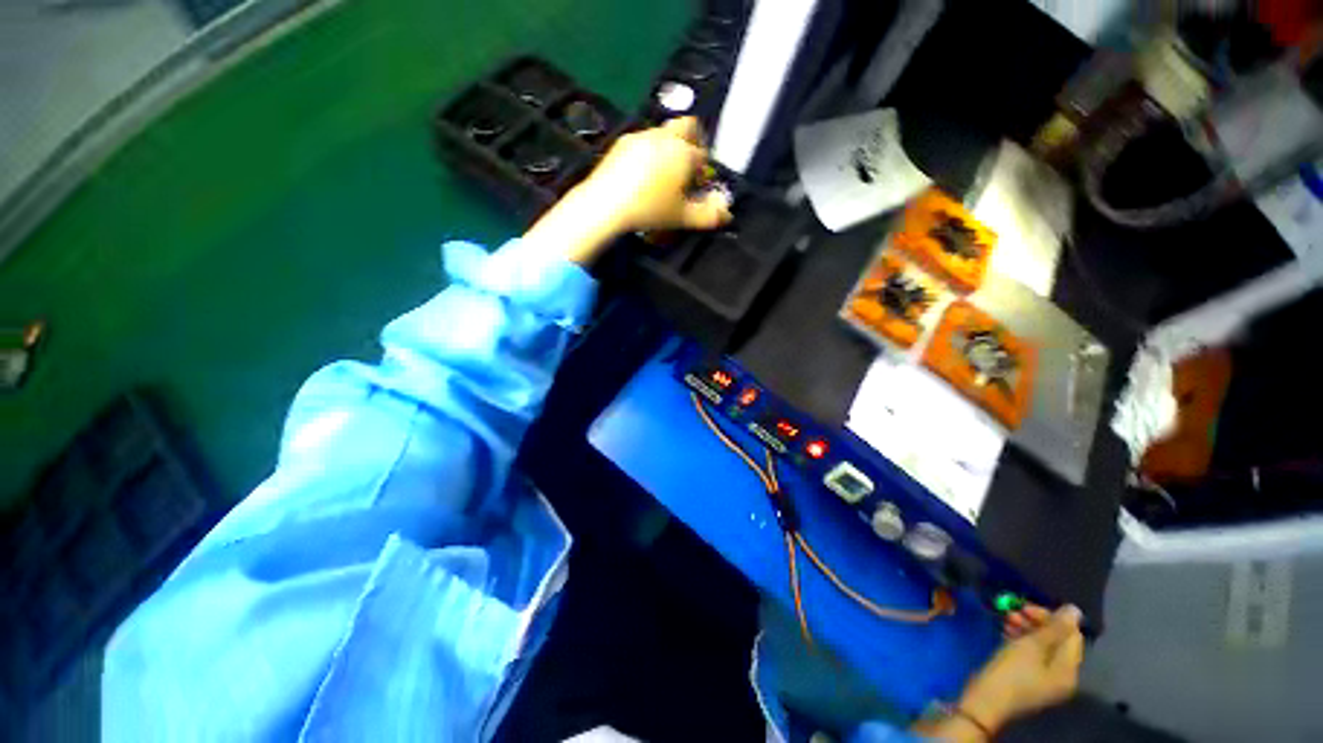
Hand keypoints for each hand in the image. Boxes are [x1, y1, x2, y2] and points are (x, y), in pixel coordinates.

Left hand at [576, 117, 732, 233]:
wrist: (604, 204)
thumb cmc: (647, 208)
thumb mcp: (683, 216)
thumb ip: (709, 214)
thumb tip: (725, 213)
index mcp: (684, 152)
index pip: (703, 154)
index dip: (703, 169)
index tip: (697, 183)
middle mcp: (665, 138)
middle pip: (687, 125)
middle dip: (692, 138)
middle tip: (688, 159)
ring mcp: (641, 137)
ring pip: (663, 132)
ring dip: (668, 144)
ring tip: (663, 169)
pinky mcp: (621, 142)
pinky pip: (641, 139)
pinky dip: (647, 149)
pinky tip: (641, 170)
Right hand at [957, 605, 1084, 733]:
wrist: (977, 710)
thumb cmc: (1009, 676)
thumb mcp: (1033, 645)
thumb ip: (1057, 625)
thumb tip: (1074, 610)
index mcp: (1068, 671)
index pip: (1071, 634)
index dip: (1054, 617)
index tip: (1033, 607)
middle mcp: (1060, 679)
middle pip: (1056, 641)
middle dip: (1037, 623)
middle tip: (1018, 611)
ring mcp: (1042, 684)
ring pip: (1041, 649)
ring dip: (1027, 631)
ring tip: (1007, 619)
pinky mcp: (1026, 686)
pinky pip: (1031, 659)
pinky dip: (1021, 645)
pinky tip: (1006, 633)